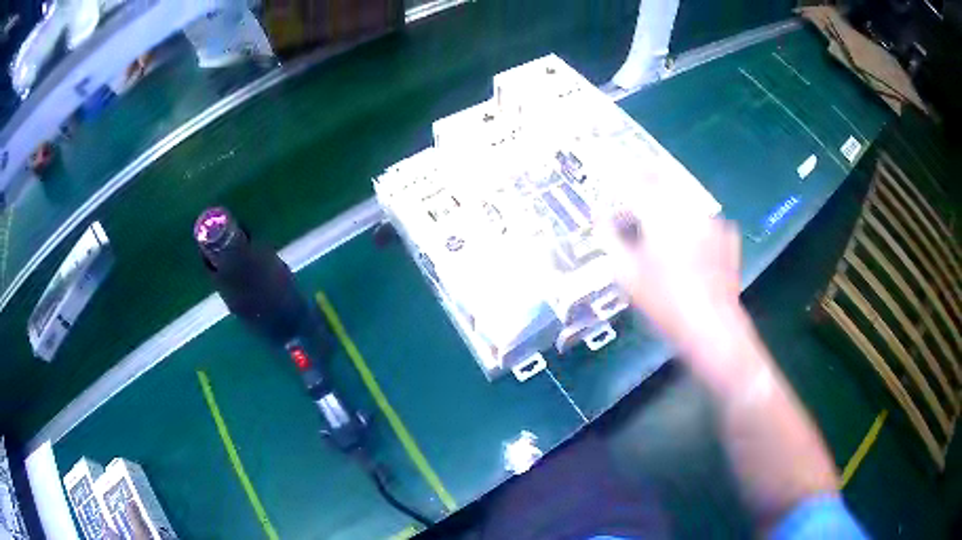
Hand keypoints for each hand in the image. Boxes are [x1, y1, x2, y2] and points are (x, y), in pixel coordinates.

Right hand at [602, 178, 741, 355]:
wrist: (711, 324)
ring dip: (672, 201)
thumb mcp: (626, 274)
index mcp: (659, 213)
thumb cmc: (664, 300)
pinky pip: (705, 218)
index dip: (622, 176)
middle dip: (648, 179)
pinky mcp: (727, 234)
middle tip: (637, 189)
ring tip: (665, 217)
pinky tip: (692, 240)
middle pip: (664, 180)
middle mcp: (686, 207)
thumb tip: (600, 218)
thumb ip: (610, 239)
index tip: (614, 179)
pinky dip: (695, 222)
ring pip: (686, 198)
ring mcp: (711, 219)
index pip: (636, 181)